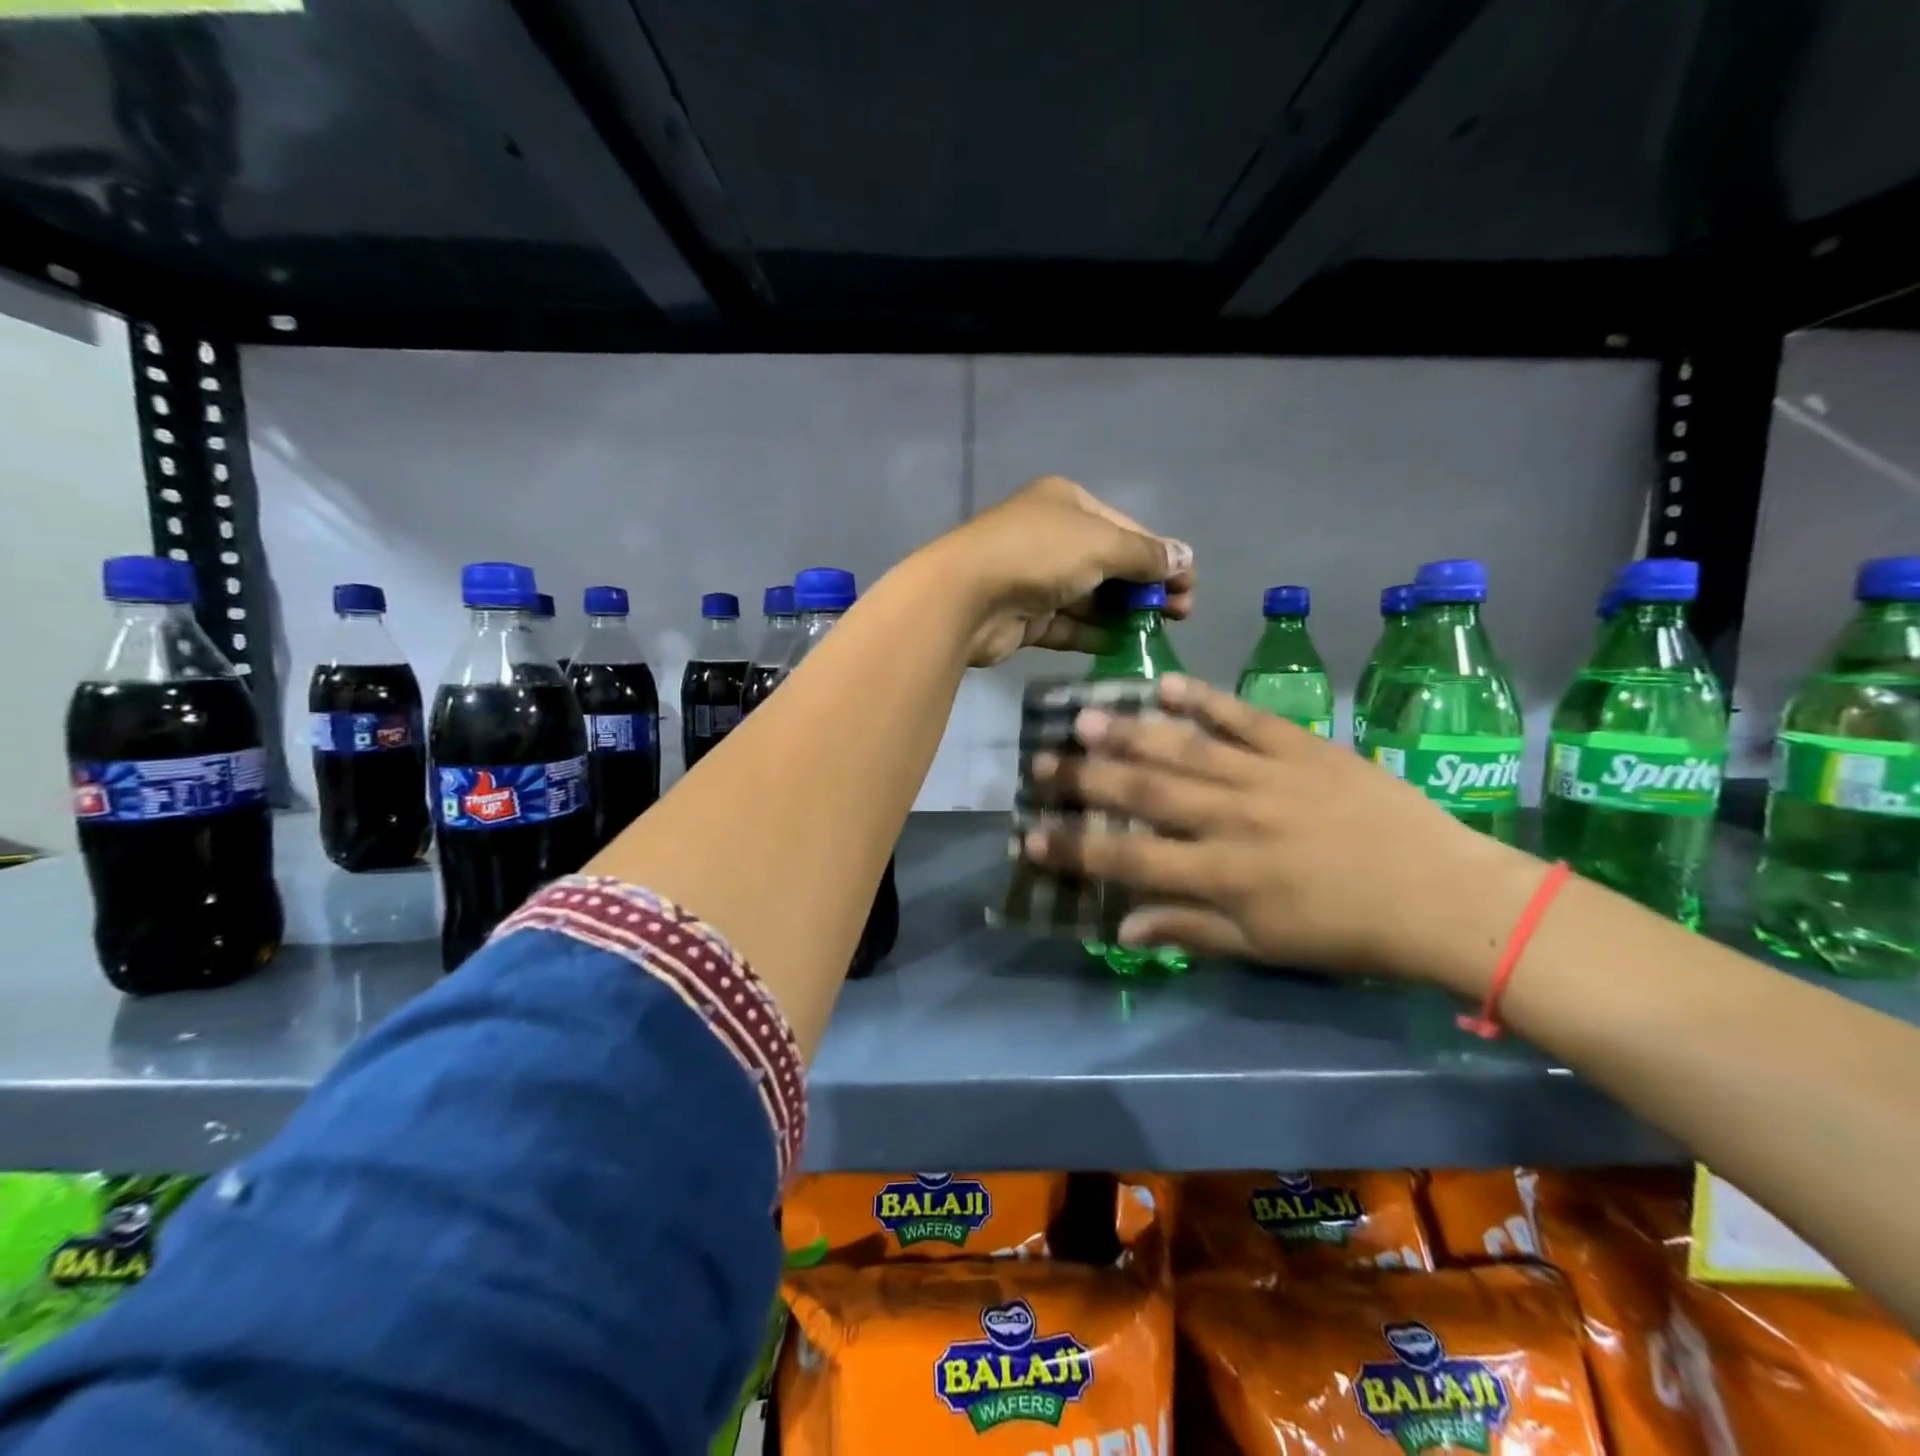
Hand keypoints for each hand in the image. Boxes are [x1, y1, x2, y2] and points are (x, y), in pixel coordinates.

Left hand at [927, 475, 1193, 667]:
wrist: (965, 597)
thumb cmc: (1038, 554)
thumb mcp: (1101, 544)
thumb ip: (1144, 554)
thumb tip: (1185, 558)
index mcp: (1067, 503)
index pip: (1126, 528)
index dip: (1161, 555)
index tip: (1189, 585)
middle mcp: (1050, 537)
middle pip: (1110, 563)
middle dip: (1146, 587)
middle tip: (1181, 614)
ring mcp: (1034, 579)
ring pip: (1089, 598)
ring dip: (1123, 614)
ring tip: (1158, 633)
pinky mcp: (1024, 617)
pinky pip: (1067, 626)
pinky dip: (1093, 634)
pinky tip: (1122, 647)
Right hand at [1024, 676, 1548, 990]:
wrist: (1444, 896)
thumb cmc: (1348, 933)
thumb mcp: (1265, 948)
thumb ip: (1190, 931)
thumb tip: (1123, 927)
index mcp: (1222, 875)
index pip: (1128, 860)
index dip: (1074, 849)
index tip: (1030, 836)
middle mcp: (1231, 819)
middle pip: (1143, 795)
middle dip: (1084, 780)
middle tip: (1040, 763)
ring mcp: (1266, 776)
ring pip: (1183, 749)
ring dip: (1128, 733)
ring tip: (1083, 718)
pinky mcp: (1301, 747)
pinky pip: (1243, 717)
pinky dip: (1202, 699)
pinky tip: (1164, 684)